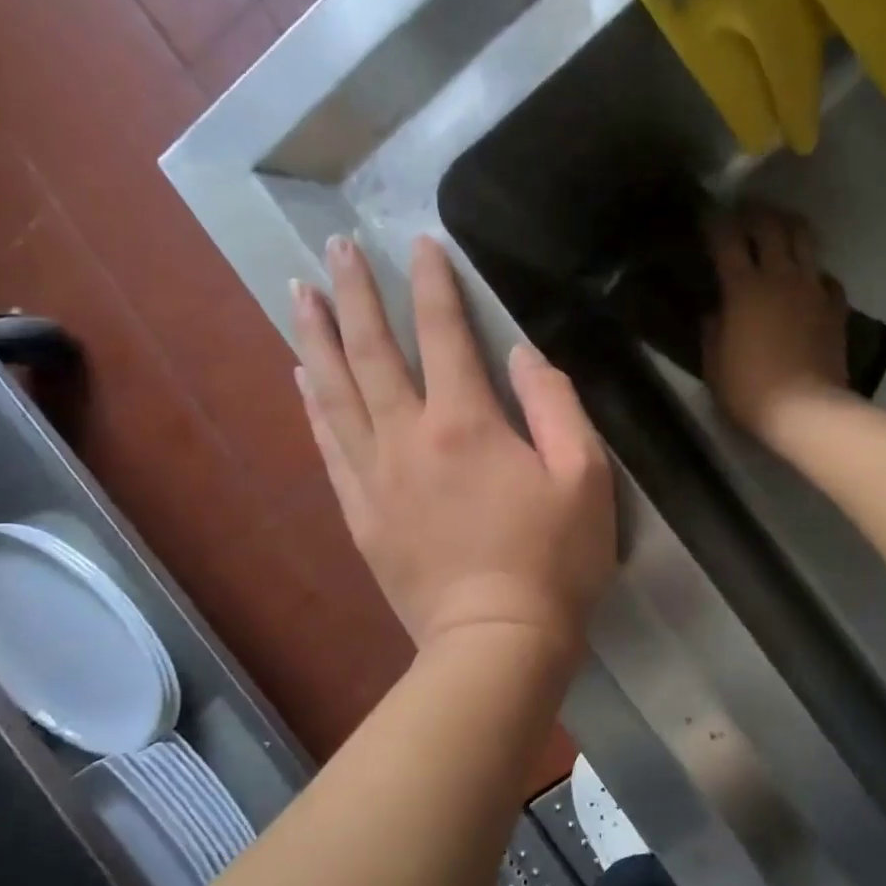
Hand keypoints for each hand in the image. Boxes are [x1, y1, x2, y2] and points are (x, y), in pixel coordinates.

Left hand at [292, 234, 615, 664]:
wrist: (497, 642)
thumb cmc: (554, 560)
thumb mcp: (586, 476)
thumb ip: (555, 404)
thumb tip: (521, 354)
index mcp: (466, 423)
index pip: (444, 334)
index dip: (434, 283)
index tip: (422, 243)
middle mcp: (408, 438)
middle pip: (372, 352)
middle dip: (355, 293)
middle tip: (334, 248)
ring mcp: (375, 477)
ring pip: (334, 393)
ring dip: (316, 338)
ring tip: (299, 294)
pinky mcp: (361, 514)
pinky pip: (327, 446)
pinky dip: (312, 405)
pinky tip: (300, 378)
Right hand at [704, 207, 850, 439]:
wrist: (806, 410)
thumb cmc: (749, 389)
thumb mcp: (714, 363)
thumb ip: (711, 330)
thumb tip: (713, 311)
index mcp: (743, 288)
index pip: (727, 240)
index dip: (715, 222)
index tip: (707, 214)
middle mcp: (780, 276)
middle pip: (771, 226)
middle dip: (756, 214)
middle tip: (744, 214)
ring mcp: (813, 288)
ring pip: (805, 239)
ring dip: (789, 228)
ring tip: (779, 229)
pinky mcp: (835, 306)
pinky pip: (826, 276)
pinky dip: (814, 272)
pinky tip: (807, 281)